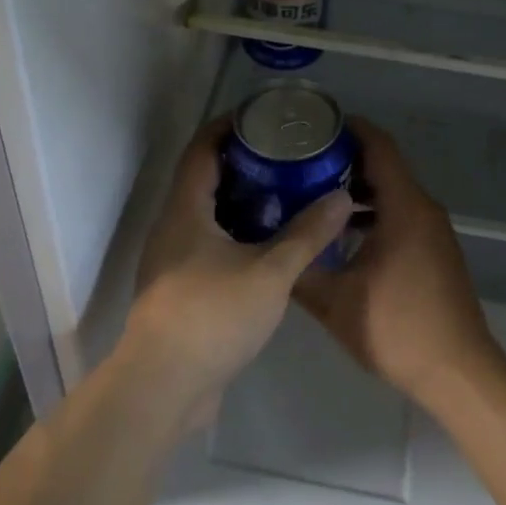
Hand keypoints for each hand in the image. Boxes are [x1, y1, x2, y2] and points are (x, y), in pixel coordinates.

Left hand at [122, 118, 356, 433]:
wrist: (164, 387)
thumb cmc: (212, 316)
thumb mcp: (270, 272)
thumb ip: (307, 234)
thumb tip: (341, 197)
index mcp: (185, 210)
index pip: (202, 149)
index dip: (227, 127)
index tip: (261, 117)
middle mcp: (172, 227)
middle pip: (204, 179)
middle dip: (242, 164)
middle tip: (285, 157)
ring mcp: (173, 261)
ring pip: (208, 216)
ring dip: (241, 203)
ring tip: (285, 196)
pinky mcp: (180, 290)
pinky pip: (210, 246)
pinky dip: (237, 235)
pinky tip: (270, 247)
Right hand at [295, 119, 505, 410]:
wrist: (458, 373)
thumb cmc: (397, 329)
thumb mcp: (335, 302)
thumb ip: (300, 270)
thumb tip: (269, 250)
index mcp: (404, 207)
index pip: (379, 147)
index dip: (350, 129)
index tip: (316, 125)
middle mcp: (423, 209)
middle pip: (385, 166)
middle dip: (345, 160)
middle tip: (302, 161)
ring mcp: (433, 231)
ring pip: (393, 193)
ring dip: (358, 189)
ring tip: (314, 194)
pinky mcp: (435, 251)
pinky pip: (402, 214)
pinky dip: (374, 212)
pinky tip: (343, 234)